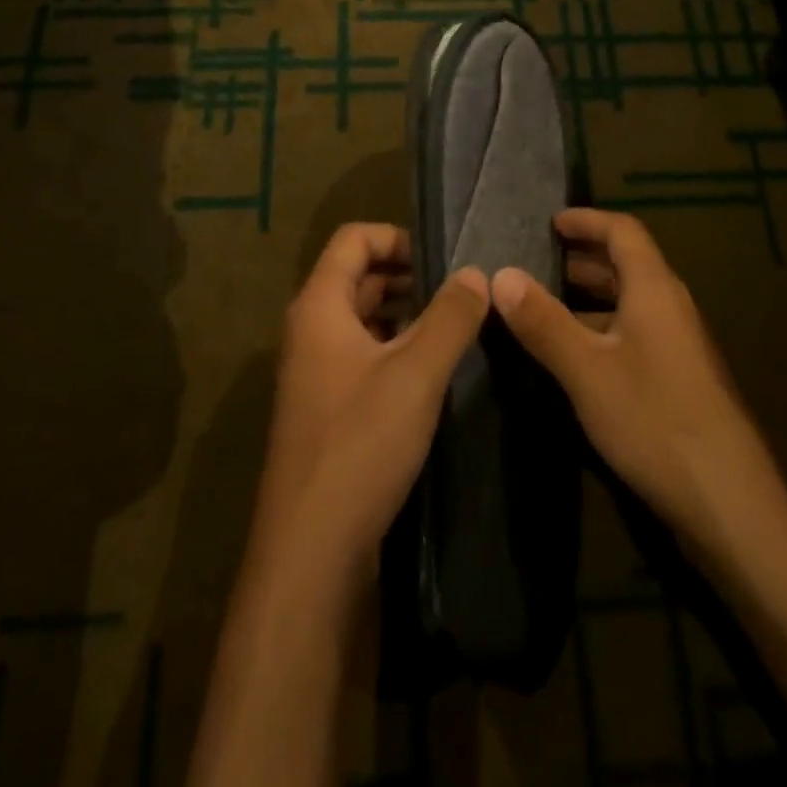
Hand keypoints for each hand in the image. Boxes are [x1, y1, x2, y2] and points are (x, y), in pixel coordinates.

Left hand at [254, 224, 490, 582]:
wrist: (310, 549)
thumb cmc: (360, 444)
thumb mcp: (416, 374)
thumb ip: (450, 317)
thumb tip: (476, 273)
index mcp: (319, 306)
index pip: (353, 239)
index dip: (397, 236)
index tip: (443, 256)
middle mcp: (309, 330)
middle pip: (356, 276)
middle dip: (406, 274)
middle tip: (459, 289)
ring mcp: (315, 372)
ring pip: (361, 318)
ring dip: (403, 312)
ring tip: (453, 323)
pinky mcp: (326, 408)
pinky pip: (361, 355)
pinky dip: (393, 346)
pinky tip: (430, 368)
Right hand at [490, 209, 781, 560]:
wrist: (728, 502)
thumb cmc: (654, 420)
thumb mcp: (586, 370)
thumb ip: (543, 321)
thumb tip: (501, 274)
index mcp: (654, 290)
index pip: (624, 231)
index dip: (588, 220)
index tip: (551, 222)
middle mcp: (671, 307)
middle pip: (629, 264)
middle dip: (584, 256)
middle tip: (540, 258)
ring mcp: (679, 345)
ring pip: (632, 301)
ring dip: (592, 293)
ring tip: (548, 301)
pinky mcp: (680, 379)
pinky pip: (636, 331)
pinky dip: (603, 325)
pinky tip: (577, 353)